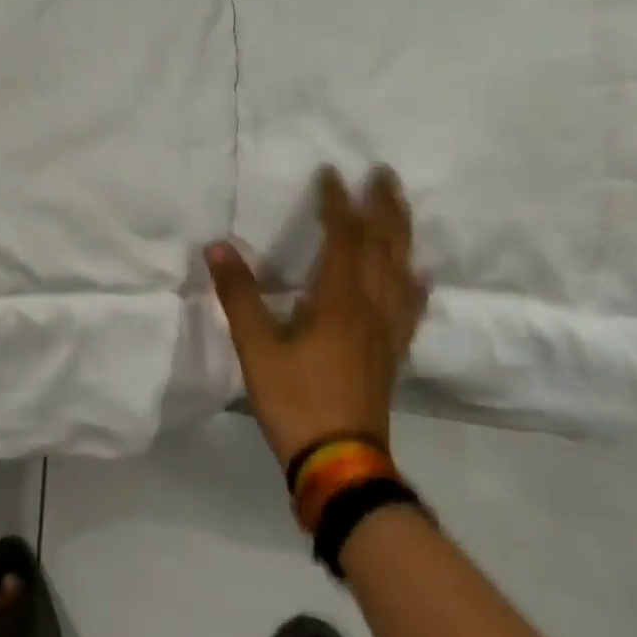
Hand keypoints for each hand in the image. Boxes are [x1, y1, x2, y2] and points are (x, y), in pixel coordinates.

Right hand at [207, 166, 428, 466]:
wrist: (340, 463)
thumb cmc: (295, 401)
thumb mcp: (256, 348)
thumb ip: (239, 296)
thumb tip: (217, 247)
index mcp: (338, 301)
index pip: (343, 238)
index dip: (337, 203)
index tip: (332, 173)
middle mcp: (370, 308)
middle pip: (383, 247)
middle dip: (383, 208)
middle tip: (384, 174)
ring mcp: (386, 332)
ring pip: (401, 272)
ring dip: (402, 235)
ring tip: (401, 209)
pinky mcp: (391, 355)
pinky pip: (410, 309)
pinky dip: (414, 285)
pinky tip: (418, 277)